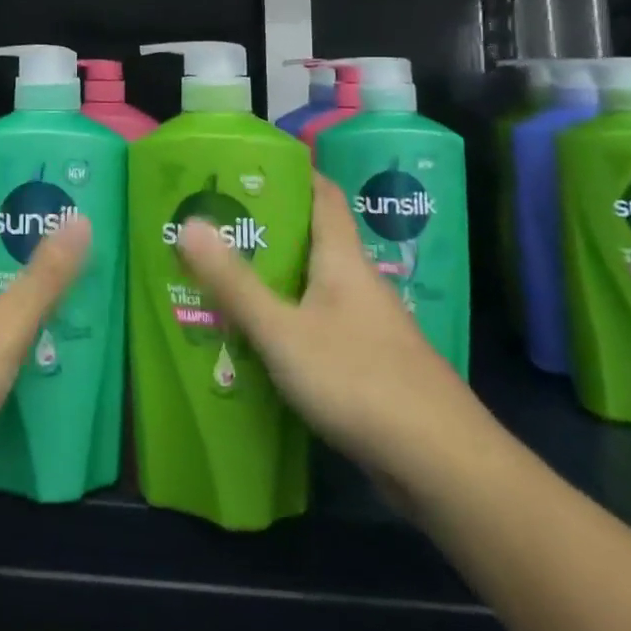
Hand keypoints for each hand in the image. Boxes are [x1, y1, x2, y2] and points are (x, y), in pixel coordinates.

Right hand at [177, 174, 490, 498]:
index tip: (248, 166)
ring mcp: (369, 326)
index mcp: (343, 260)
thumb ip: (234, 282)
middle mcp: (359, 283)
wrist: (442, 464)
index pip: (323, 194)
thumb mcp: (282, 331)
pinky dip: (290, 321)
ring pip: (315, 286)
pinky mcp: (371, 365)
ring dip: (276, 278)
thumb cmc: (358, 380)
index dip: (292, 173)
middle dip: (268, 229)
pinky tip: (261, 340)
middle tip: (217, 225)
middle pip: (314, 239)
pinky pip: (321, 325)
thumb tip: (189, 223)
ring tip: (225, 278)